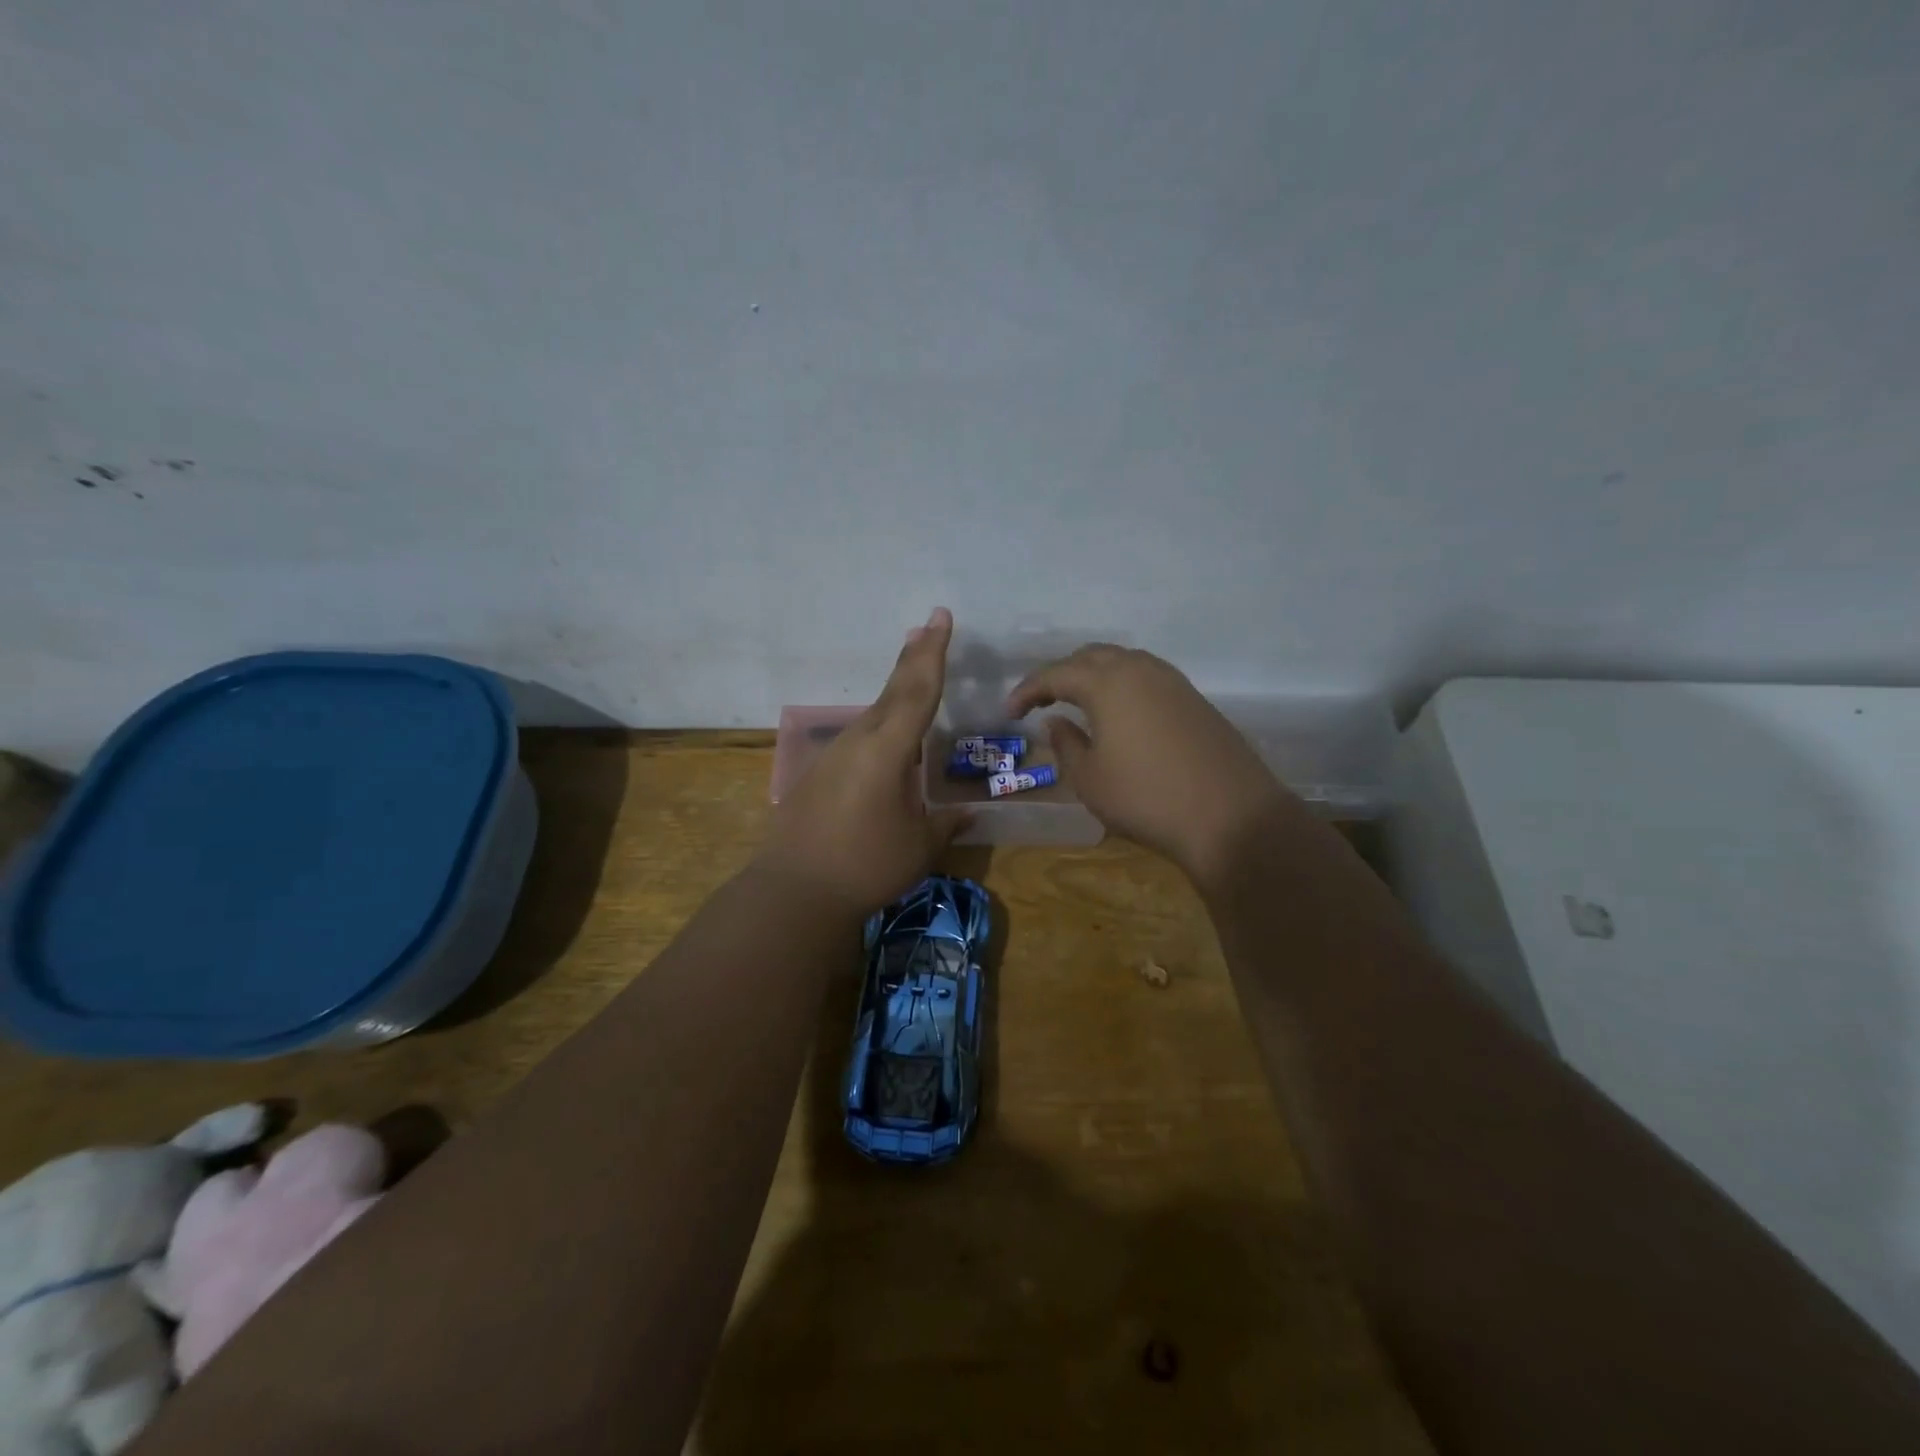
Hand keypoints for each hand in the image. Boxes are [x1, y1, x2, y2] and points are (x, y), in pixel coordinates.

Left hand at [757, 608, 969, 914]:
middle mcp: (859, 742)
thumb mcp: (918, 847)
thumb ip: (945, 824)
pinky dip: (880, 727)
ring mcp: (834, 757)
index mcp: (887, 750)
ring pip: (874, 715)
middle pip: (892, 692)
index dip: (933, 654)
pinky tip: (888, 743)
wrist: (792, 891)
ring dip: (896, 692)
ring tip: (913, 672)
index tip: (939, 617)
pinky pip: (859, 740)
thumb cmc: (866, 866)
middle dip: (913, 659)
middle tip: (925, 627)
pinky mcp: (818, 776)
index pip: (918, 691)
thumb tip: (968, 814)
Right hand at [1006, 644, 1291, 888]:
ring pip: (1122, 662)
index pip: (1055, 674)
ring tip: (1076, 704)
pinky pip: (1146, 677)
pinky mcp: (1194, 699)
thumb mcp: (1090, 779)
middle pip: (1090, 657)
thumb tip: (1056, 722)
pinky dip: (1121, 686)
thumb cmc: (1146, 798)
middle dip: (1060, 674)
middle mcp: (1139, 669)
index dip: (1027, 690)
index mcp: (1106, 682)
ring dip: (1093, 676)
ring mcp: (1172, 681)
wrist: (1231, 816)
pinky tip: (1118, 714)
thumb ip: (1066, 744)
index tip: (1009, 712)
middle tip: (1040, 702)